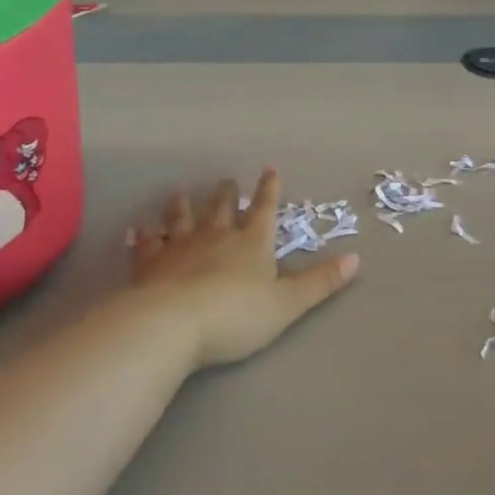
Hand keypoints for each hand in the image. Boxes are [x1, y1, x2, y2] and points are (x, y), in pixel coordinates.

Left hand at [130, 169, 359, 368]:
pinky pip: (146, 244)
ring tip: (180, 190)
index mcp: (252, 243)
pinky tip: (137, 229)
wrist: (173, 326)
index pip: (263, 209)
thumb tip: (357, 258)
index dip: (268, 189)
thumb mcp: (287, 304)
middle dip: (225, 193)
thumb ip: (320, 282)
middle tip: (224, 179)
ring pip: (182, 218)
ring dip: (182, 204)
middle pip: (221, 208)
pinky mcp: (149, 265)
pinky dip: (143, 235)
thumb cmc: (236, 316)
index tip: (268, 168)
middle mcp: (216, 236)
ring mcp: (180, 247)